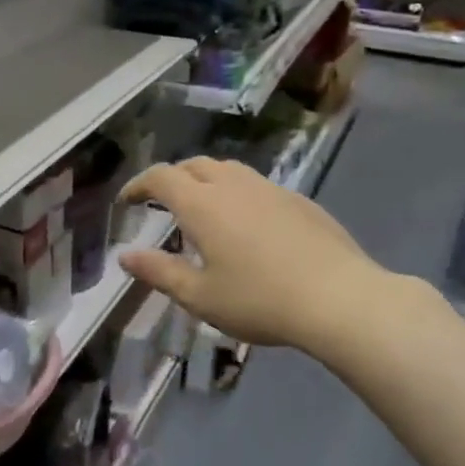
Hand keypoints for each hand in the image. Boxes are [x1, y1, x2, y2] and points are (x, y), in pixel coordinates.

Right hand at [118, 157, 389, 350]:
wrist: (340, 299)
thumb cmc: (260, 300)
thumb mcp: (200, 296)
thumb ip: (159, 272)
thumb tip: (124, 255)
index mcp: (202, 204)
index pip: (161, 177)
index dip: (139, 185)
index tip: (127, 200)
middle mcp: (233, 185)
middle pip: (194, 165)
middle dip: (172, 178)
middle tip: (162, 202)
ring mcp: (270, 189)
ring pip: (228, 170)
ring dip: (206, 180)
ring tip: (203, 207)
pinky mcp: (299, 200)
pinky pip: (257, 185)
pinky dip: (238, 193)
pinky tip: (248, 223)